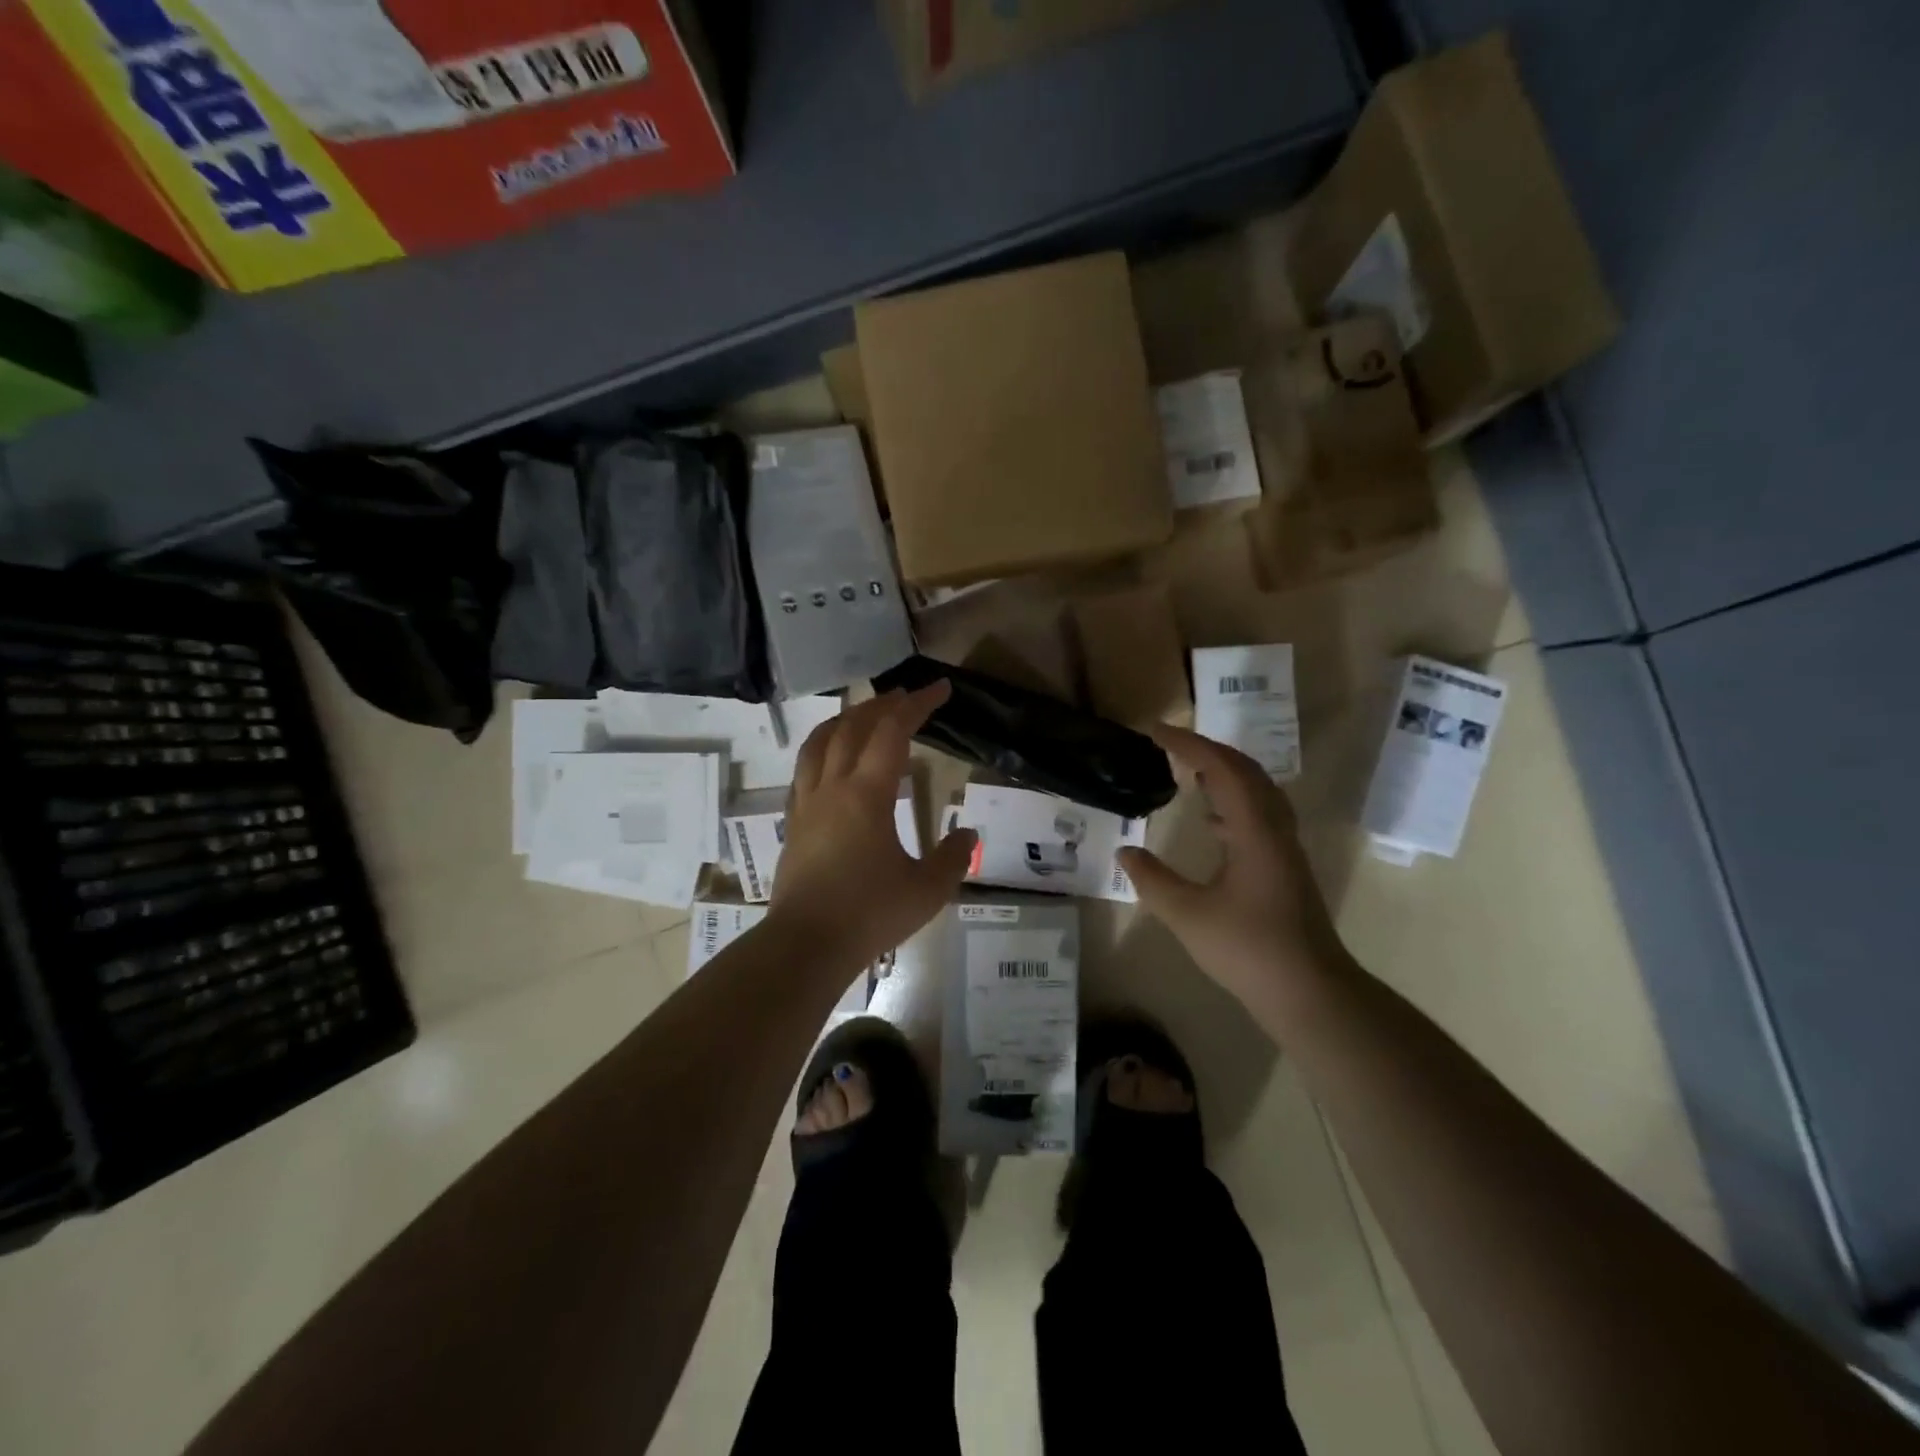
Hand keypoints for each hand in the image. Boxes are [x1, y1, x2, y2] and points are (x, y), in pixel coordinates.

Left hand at [769, 682, 976, 972]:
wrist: (805, 945)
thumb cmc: (869, 914)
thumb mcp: (927, 891)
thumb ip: (953, 858)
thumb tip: (967, 834)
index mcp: (867, 795)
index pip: (892, 732)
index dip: (917, 705)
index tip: (940, 690)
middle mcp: (833, 788)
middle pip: (852, 727)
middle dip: (882, 705)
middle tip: (906, 697)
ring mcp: (806, 804)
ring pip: (819, 743)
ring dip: (844, 720)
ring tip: (862, 714)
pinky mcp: (792, 824)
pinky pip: (804, 770)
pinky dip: (822, 750)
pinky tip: (830, 762)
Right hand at [1117, 724, 1350, 1019]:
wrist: (1310, 992)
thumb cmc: (1248, 950)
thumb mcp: (1187, 915)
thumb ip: (1152, 880)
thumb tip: (1124, 853)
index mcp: (1255, 831)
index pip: (1222, 768)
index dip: (1188, 744)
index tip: (1154, 732)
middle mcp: (1275, 829)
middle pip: (1246, 771)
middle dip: (1207, 750)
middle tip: (1169, 746)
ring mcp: (1284, 848)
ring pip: (1257, 792)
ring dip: (1224, 773)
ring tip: (1188, 771)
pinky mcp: (1285, 867)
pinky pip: (1259, 815)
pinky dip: (1232, 802)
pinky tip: (1211, 821)